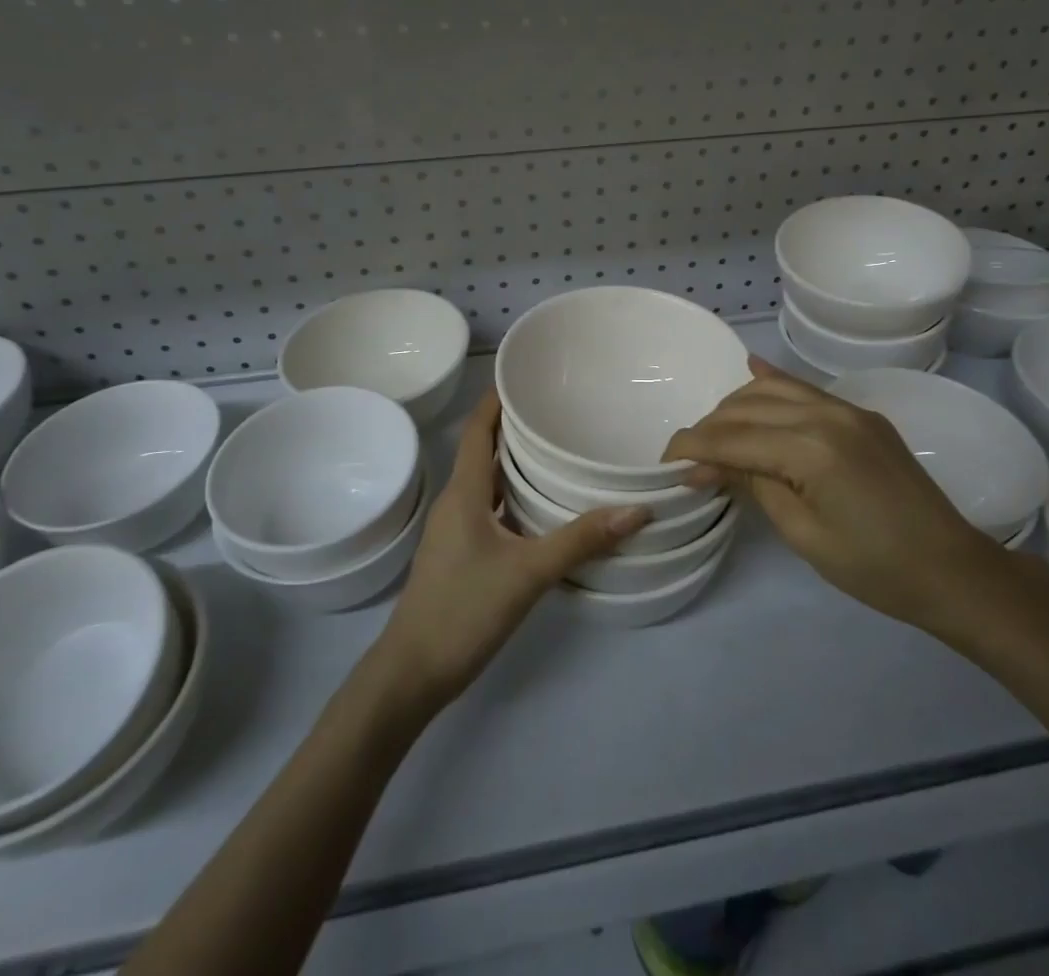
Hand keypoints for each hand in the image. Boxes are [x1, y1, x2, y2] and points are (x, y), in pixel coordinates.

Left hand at [375, 391, 649, 710]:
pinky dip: (514, 499)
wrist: (412, 673)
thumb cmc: (463, 610)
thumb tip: (637, 510)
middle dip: (516, 429)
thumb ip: (580, 541)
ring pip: (488, 484)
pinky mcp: (460, 554)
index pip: (477, 430)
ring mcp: (455, 531)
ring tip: (558, 451)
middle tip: (559, 411)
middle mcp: (456, 503)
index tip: (525, 375)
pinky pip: (490, 510)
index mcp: (464, 493)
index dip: (496, 399)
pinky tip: (543, 510)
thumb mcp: (528, 573)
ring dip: (516, 465)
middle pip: (485, 452)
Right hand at [666, 358, 1007, 634]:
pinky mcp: (860, 414)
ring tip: (715, 434)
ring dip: (736, 406)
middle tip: (688, 459)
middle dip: (709, 429)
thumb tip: (703, 464)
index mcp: (810, 449)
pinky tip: (752, 369)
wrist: (952, 569)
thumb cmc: (874, 568)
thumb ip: (751, 484)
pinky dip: (774, 381)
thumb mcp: (803, 534)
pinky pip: (806, 388)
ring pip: (773, 390)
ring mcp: (847, 409)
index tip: (664, 461)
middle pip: (747, 408)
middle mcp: (825, 414)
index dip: (693, 447)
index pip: (732, 438)